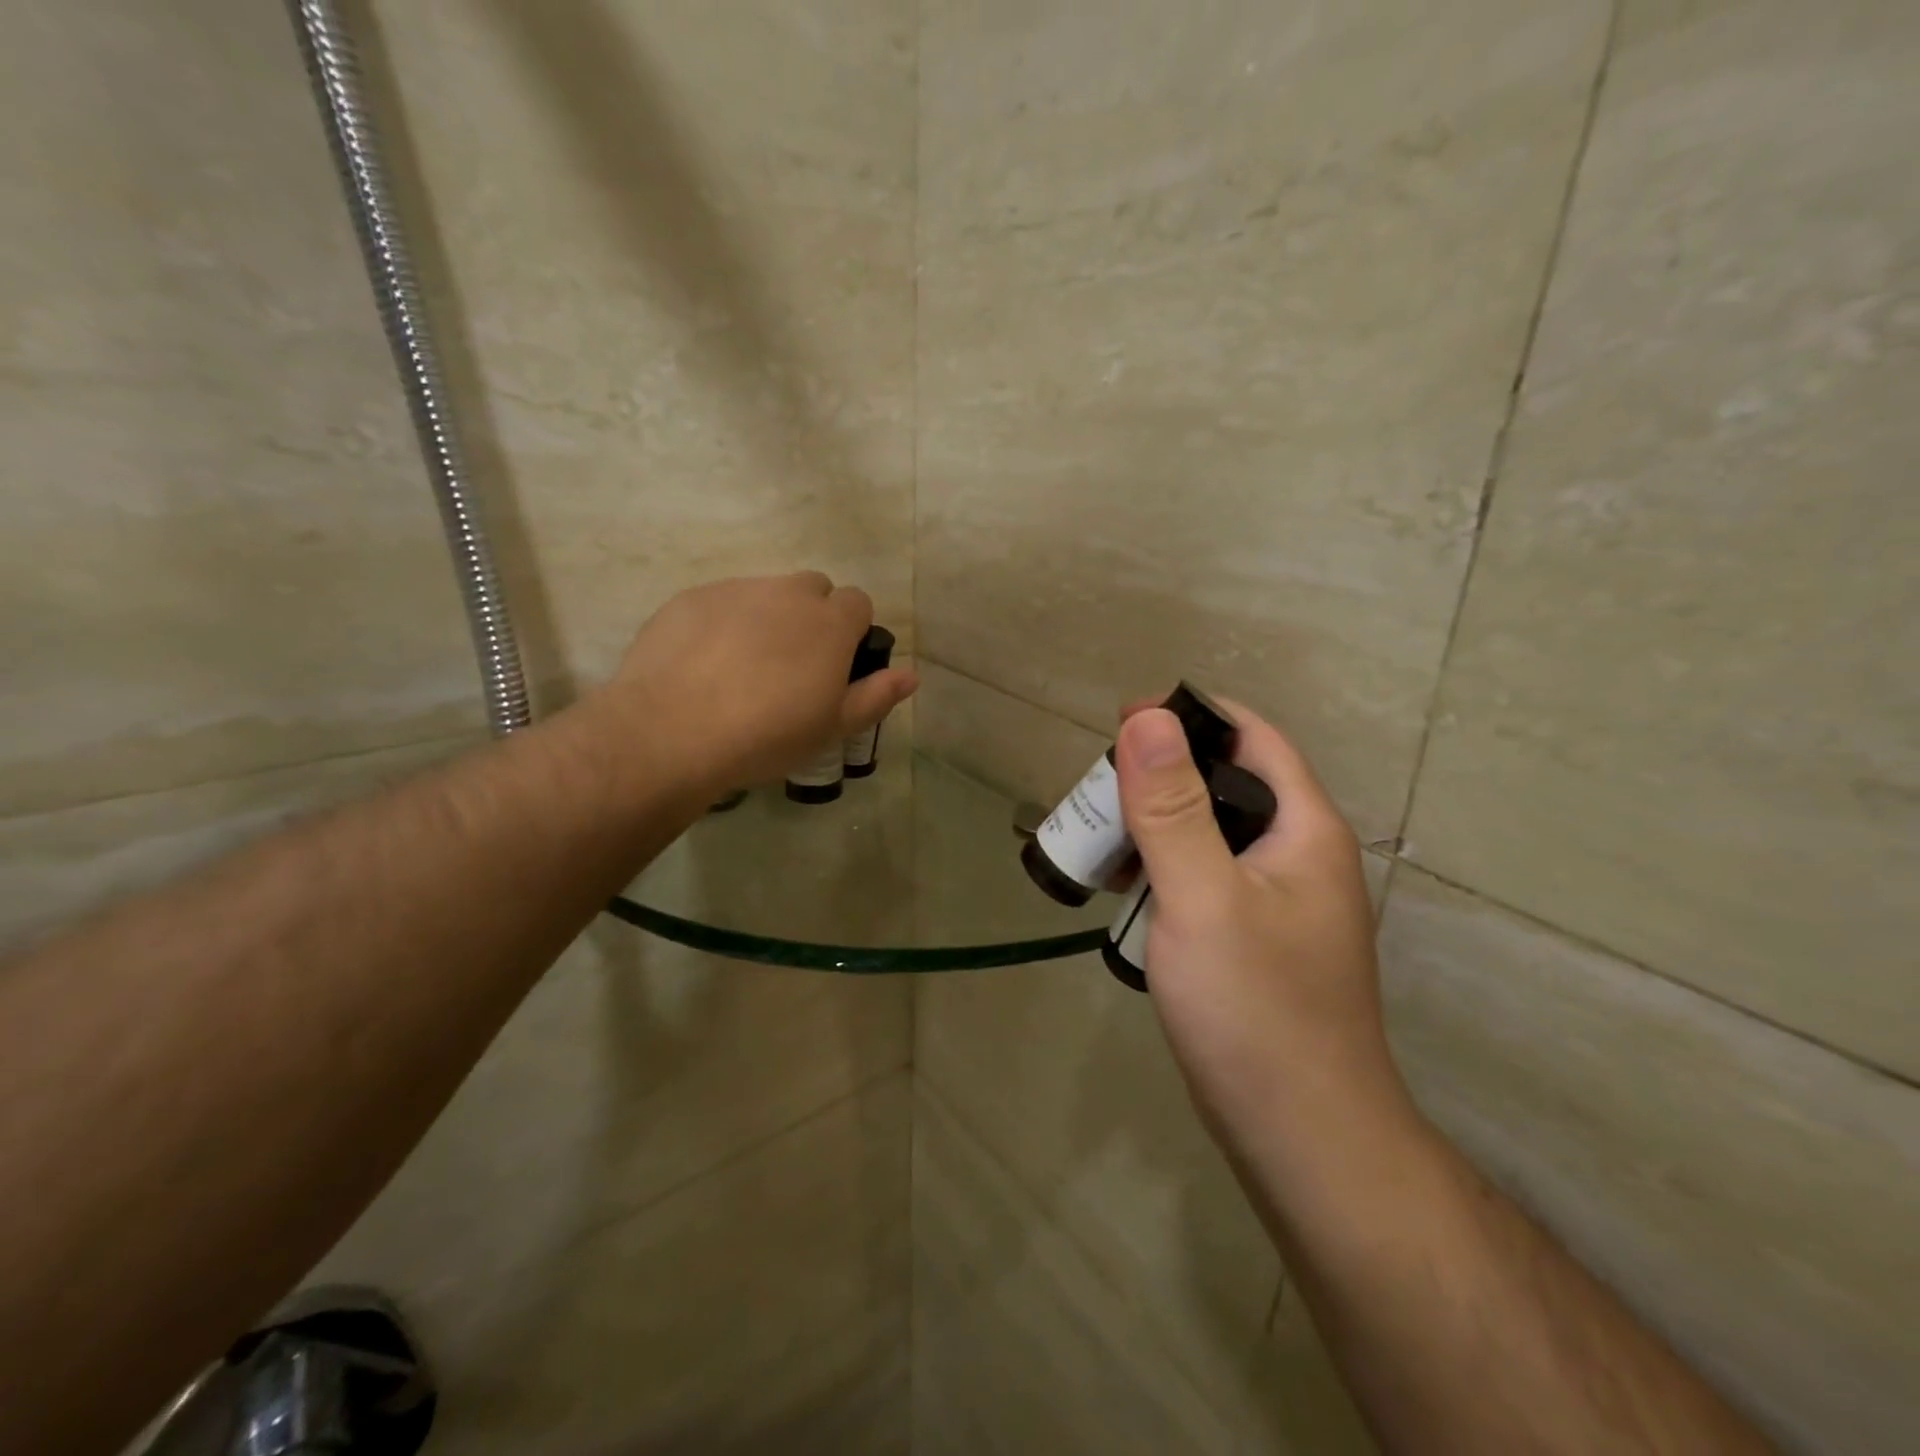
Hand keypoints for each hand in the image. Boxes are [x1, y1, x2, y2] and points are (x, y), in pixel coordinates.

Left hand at [600, 572, 916, 793]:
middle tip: (793, 666)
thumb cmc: (767, 735)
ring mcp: (735, 590)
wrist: (672, 731)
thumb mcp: (832, 727)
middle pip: (813, 588)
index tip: (836, 666)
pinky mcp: (691, 598)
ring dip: (768, 617)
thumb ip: (876, 696)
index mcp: (829, 623)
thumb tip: (912, 675)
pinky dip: (724, 623)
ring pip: (766, 592)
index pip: (858, 602)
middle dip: (812, 615)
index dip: (852, 631)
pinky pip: (721, 601)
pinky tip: (705, 664)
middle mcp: (787, 594)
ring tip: (744, 667)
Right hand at [1114, 701, 1402, 1148]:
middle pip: (1226, 783)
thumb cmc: (1255, 1009)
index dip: (1190, 718)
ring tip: (1098, 837)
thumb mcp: (1203, 897)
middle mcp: (1298, 854)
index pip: (1251, 738)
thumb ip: (1173, 807)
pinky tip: (1124, 888)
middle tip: (1097, 790)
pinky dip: (1163, 868)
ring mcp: (1278, 900)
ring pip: (1211, 833)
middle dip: (1161, 775)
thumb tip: (1148, 717)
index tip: (1122, 723)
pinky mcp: (1254, 938)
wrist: (1302, 1137)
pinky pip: (1205, 877)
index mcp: (1304, 828)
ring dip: (1156, 823)